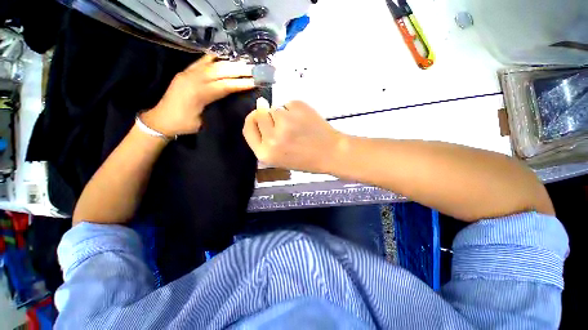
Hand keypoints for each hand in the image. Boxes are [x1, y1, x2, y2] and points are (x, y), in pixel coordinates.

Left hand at [141, 55, 254, 136]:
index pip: (224, 86)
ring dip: (229, 63)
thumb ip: (216, 108)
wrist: (161, 119)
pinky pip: (201, 61)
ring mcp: (187, 73)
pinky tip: (223, 56)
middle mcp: (192, 80)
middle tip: (253, 69)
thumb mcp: (204, 121)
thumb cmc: (184, 125)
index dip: (240, 84)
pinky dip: (213, 58)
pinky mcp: (184, 72)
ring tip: (243, 63)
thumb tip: (232, 101)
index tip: (254, 82)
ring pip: (212, 64)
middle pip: (219, 71)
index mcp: (198, 95)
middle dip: (238, 70)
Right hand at [242, 99, 343, 172]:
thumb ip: (266, 139)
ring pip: (276, 108)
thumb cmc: (305, 159)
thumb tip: (260, 107)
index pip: (248, 128)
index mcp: (265, 153)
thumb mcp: (280, 158)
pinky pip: (289, 104)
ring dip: (284, 115)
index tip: (258, 116)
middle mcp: (272, 138)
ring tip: (299, 126)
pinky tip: (305, 121)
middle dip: (270, 117)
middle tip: (287, 127)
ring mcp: (285, 121)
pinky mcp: (298, 108)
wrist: (330, 153)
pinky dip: (295, 110)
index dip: (252, 120)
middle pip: (260, 114)